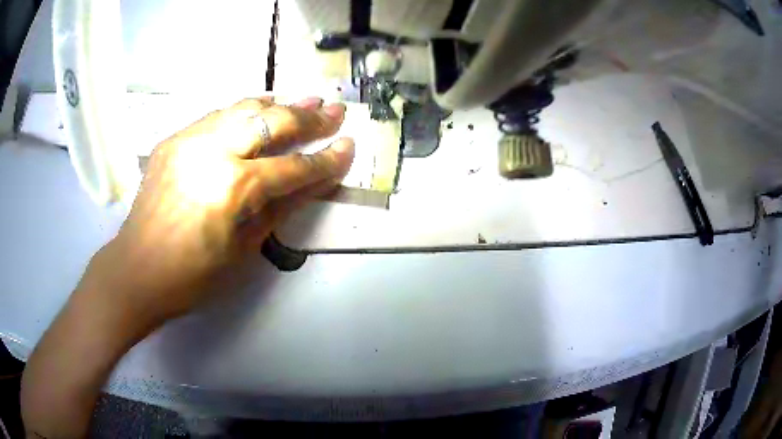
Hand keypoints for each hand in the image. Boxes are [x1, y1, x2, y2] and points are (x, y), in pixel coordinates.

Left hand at [87, 97, 353, 325]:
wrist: (137, 271)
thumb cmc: (193, 276)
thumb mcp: (244, 250)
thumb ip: (281, 209)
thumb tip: (314, 183)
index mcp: (234, 189)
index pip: (293, 168)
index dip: (325, 160)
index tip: (348, 147)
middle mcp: (213, 152)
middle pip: (271, 122)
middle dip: (308, 117)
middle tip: (334, 111)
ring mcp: (190, 140)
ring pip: (243, 108)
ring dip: (278, 104)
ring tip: (305, 100)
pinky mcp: (174, 140)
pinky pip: (216, 116)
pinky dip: (242, 110)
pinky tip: (258, 108)